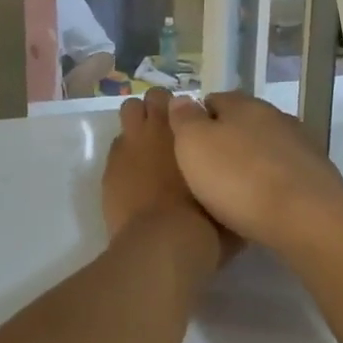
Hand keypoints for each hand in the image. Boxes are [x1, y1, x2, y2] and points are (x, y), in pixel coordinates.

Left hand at [101, 88, 213, 244]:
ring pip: (129, 112)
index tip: (191, 126)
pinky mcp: (110, 168)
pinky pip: (117, 148)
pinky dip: (125, 155)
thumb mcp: (226, 200)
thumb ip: (224, 177)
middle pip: (153, 97)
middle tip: (167, 130)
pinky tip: (133, 175)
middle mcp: (158, 129)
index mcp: (189, 132)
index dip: (186, 113)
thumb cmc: (205, 224)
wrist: (163, 246)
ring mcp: (130, 146)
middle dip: (158, 107)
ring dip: (137, 122)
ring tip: (146, 145)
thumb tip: (232, 176)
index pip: (184, 103)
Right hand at [167, 91, 342, 251]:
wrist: (307, 220)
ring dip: (253, 160)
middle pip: (242, 122)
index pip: (213, 100)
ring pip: (266, 146)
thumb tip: (181, 99)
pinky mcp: (320, 173)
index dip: (197, 120)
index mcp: (242, 103)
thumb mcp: (193, 145)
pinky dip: (275, 181)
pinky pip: (287, 171)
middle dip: (227, 140)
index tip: (187, 146)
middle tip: (208, 170)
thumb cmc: (238, 178)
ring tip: (237, 190)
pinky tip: (266, 203)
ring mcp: (302, 143)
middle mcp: (275, 115)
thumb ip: (184, 118)